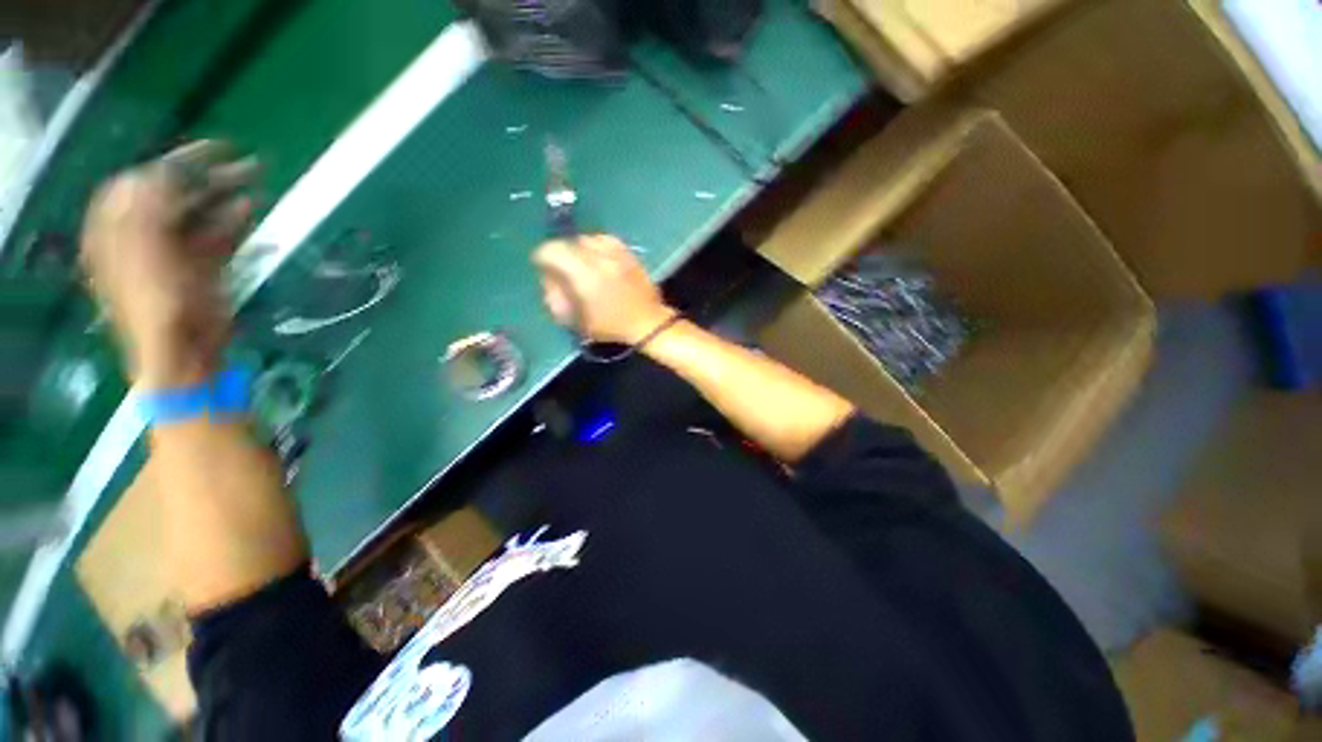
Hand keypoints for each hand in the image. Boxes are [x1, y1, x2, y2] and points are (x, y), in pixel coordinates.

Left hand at [81, 141, 257, 389]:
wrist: (183, 355)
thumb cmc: (157, 308)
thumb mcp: (144, 256)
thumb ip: (145, 211)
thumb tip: (158, 172)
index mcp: (117, 232)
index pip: (138, 183)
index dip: (168, 162)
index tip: (205, 149)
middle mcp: (142, 237)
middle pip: (171, 196)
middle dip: (204, 175)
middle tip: (240, 160)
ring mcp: (173, 254)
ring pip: (199, 215)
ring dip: (224, 195)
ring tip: (254, 178)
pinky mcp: (200, 269)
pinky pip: (216, 237)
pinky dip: (233, 222)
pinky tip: (251, 208)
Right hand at [533, 235, 674, 344]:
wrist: (647, 322)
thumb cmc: (610, 326)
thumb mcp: (576, 320)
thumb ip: (557, 298)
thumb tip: (550, 280)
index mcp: (584, 274)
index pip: (553, 251)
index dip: (542, 257)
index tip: (543, 268)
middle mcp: (599, 257)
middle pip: (569, 242)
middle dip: (562, 254)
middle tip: (564, 269)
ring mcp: (617, 253)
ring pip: (588, 238)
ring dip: (580, 249)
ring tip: (582, 263)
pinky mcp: (629, 253)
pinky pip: (606, 240)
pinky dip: (598, 246)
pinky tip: (599, 258)